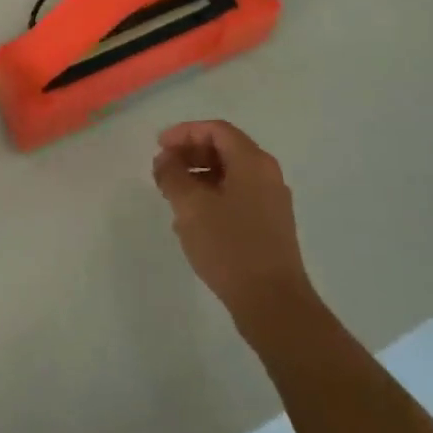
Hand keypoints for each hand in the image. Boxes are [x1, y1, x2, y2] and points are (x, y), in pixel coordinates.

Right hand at [153, 120, 312, 324]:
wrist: (273, 303)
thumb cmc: (230, 246)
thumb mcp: (191, 207)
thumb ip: (173, 176)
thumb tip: (165, 159)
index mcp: (253, 162)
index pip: (216, 130)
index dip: (184, 133)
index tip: (158, 147)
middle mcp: (267, 175)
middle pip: (225, 150)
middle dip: (190, 155)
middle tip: (162, 170)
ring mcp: (271, 202)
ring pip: (230, 176)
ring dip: (198, 178)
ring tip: (172, 197)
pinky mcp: (269, 226)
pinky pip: (237, 198)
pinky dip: (212, 198)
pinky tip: (192, 222)